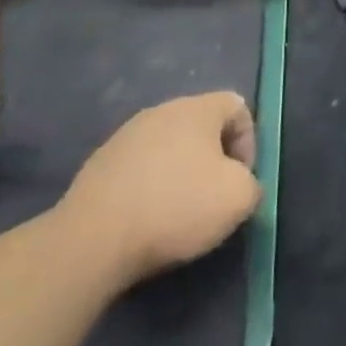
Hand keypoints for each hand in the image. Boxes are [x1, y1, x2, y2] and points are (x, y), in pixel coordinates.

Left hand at [54, 91, 260, 292]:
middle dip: (214, 159)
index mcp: (196, 108)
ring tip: (178, 213)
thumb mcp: (239, 198)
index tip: (240, 179)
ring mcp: (125, 136)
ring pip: (169, 148)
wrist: (93, 239)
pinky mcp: (99, 164)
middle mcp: (160, 111)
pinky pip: (140, 169)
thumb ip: (252, 183)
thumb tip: (240, 185)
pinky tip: (146, 219)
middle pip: (202, 126)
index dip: (248, 142)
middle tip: (214, 197)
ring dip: (180, 173)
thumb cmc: (176, 207)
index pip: (237, 106)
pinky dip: (150, 188)